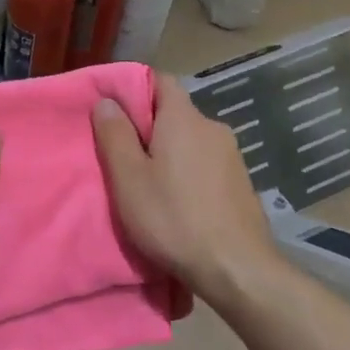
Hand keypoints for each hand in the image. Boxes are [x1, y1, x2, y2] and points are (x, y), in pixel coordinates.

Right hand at [92, 72, 278, 301]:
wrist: (237, 269)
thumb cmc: (173, 218)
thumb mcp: (129, 179)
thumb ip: (115, 135)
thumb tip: (107, 101)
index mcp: (184, 119)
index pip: (160, 81)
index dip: (135, 89)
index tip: (113, 111)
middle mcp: (212, 127)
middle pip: (175, 113)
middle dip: (149, 127)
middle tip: (123, 155)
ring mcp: (232, 156)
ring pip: (191, 141)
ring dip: (169, 153)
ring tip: (149, 183)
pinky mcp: (242, 183)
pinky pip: (206, 164)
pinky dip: (188, 173)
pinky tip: (178, 202)